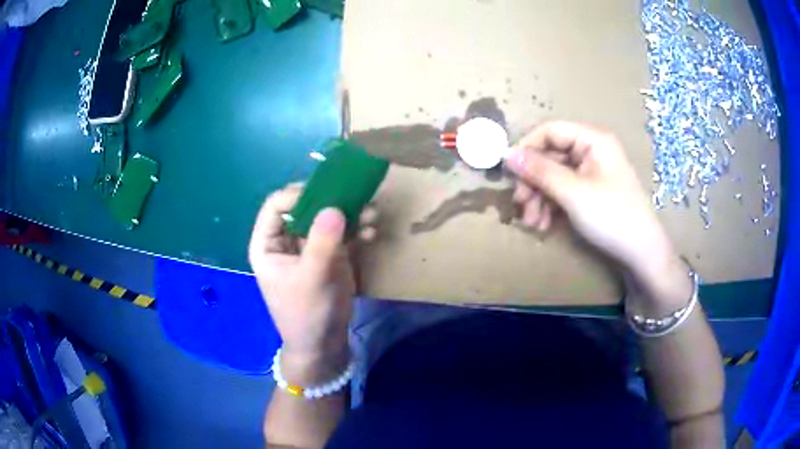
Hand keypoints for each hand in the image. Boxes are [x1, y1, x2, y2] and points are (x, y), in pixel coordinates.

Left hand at [248, 184, 376, 378]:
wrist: (325, 343)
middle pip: (305, 205)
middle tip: (355, 196)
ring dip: (350, 212)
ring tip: (371, 214)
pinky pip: (344, 232)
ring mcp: (310, 245)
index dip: (298, 195)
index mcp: (268, 243)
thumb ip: (321, 243)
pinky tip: (372, 232)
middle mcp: (287, 239)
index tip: (326, 194)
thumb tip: (334, 207)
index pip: (276, 205)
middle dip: (330, 200)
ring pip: (327, 216)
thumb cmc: (306, 314)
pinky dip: (358, 228)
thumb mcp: (311, 279)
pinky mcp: (331, 253)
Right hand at [504, 122, 680, 288]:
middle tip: (519, 205)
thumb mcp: (573, 193)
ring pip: (554, 177)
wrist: (642, 254)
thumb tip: (507, 155)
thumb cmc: (612, 217)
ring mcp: (591, 173)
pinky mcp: (591, 192)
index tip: (509, 172)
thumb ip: (540, 171)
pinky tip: (544, 225)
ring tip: (532, 223)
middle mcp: (591, 151)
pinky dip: (551, 206)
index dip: (527, 148)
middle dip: (533, 182)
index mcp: (592, 140)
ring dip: (539, 198)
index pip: (550, 131)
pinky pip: (563, 191)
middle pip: (550, 156)